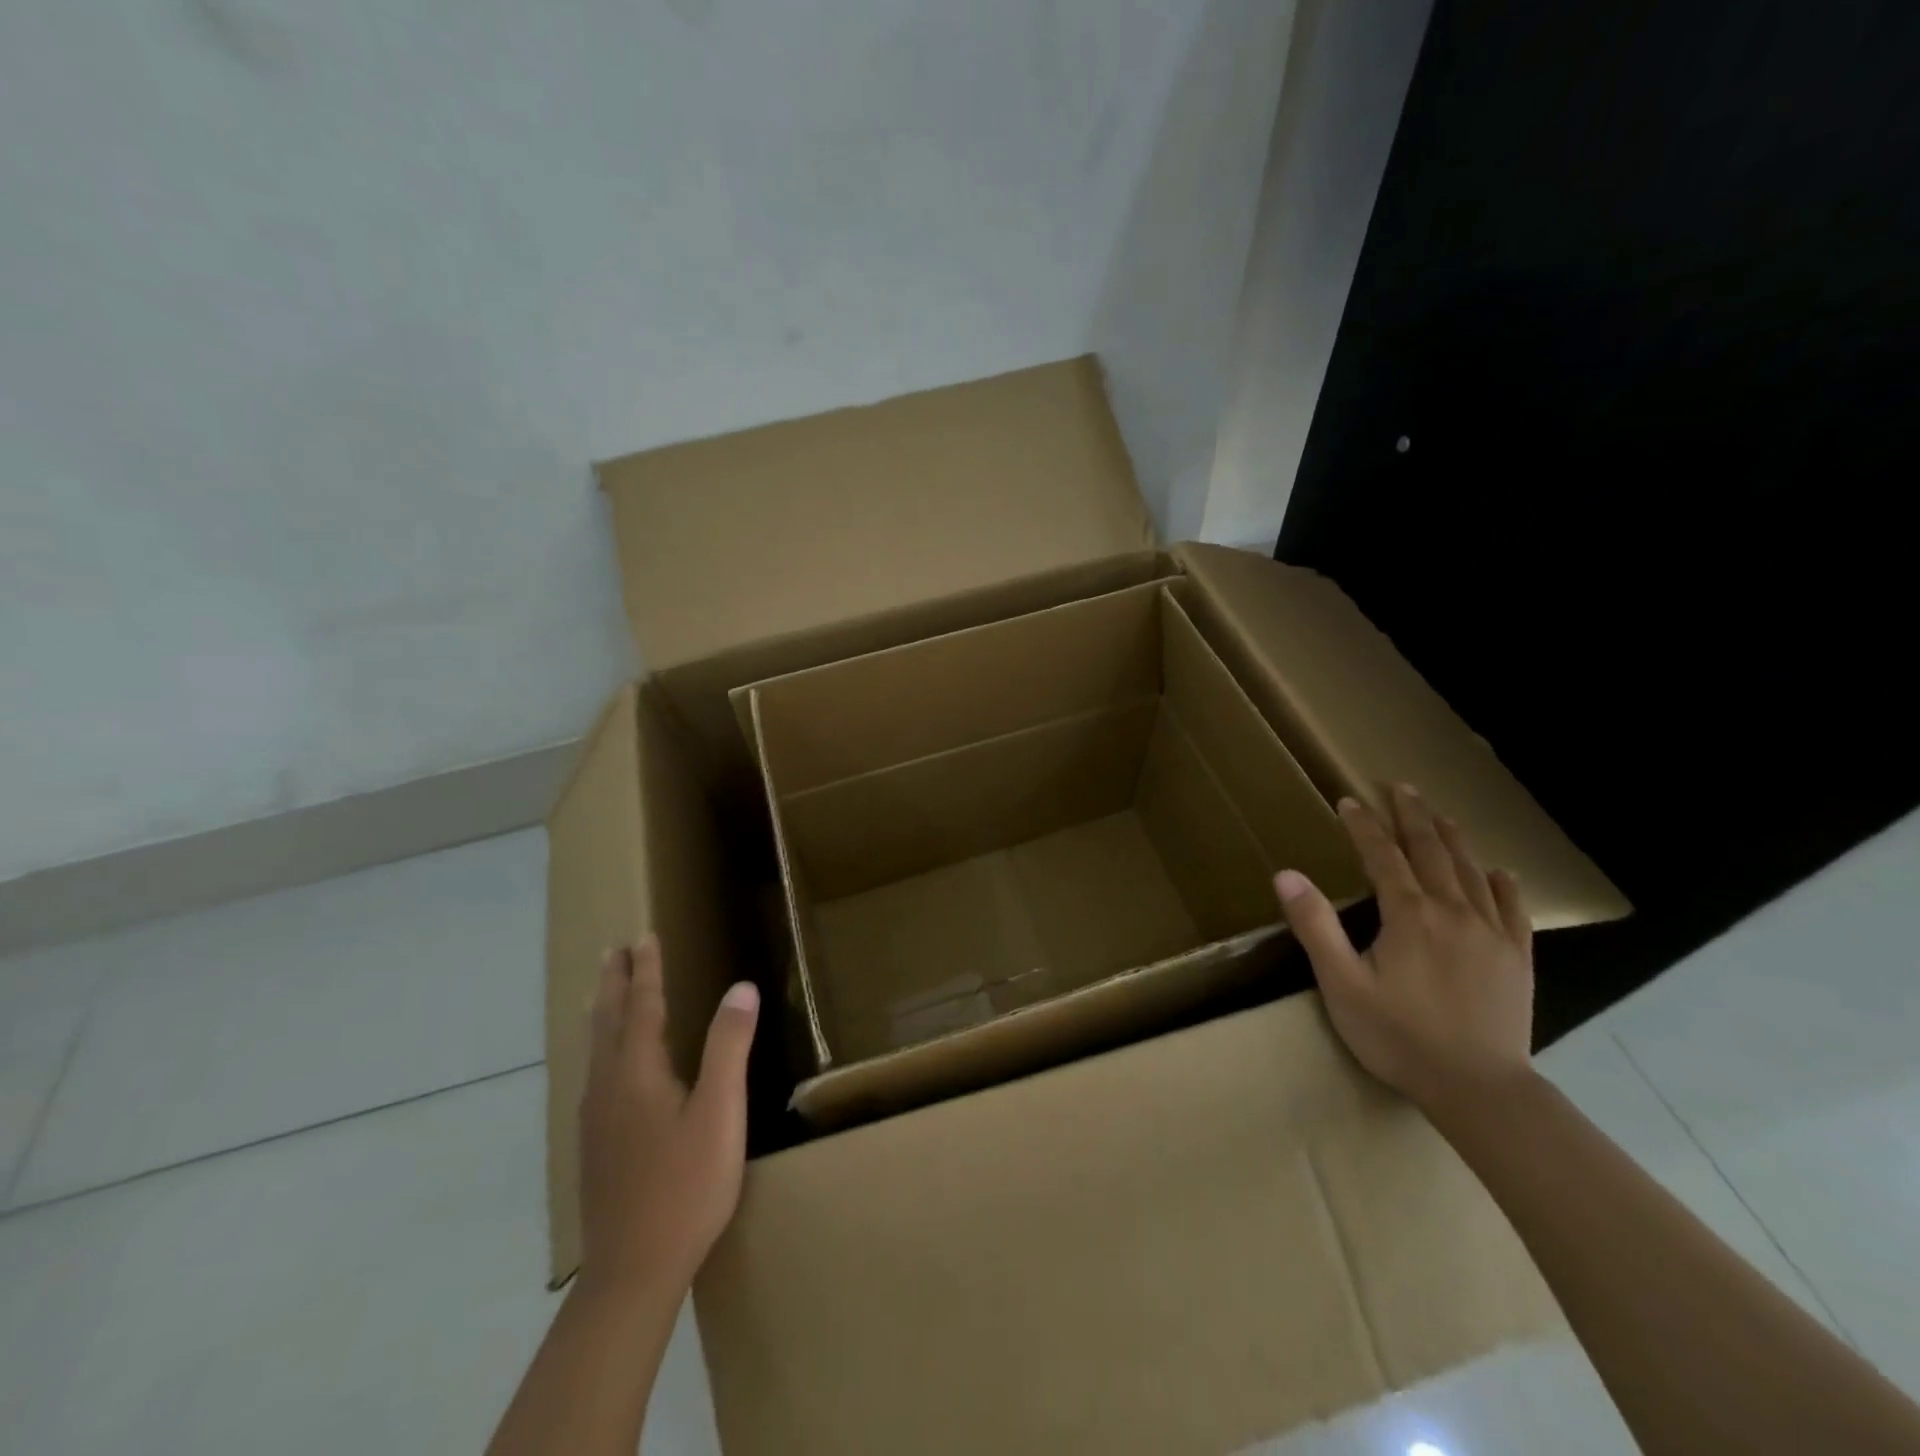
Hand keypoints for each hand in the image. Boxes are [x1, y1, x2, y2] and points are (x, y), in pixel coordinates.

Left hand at [579, 936, 759, 1297]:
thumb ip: (728, 1047)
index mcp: (637, 1074)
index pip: (643, 1007)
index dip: (646, 970)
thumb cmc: (686, 1186)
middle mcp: (608, 1089)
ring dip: (603, 1012)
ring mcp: (596, 1120)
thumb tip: (741, 988)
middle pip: (607, 1023)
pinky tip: (607, 1065)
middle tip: (613, 951)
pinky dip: (601, 1045)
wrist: (632, 1273)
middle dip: (614, 983)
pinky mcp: (595, 1146)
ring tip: (604, 993)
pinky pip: (595, 1074)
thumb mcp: (720, 1112)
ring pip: (596, 1050)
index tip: (643, 936)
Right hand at [1274, 784, 1534, 1113]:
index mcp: (1408, 914)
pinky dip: (1502, 884)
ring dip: (1452, 837)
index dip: (1364, 825)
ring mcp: (1491, 933)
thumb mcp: (1341, 984)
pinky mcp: (1518, 958)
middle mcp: (1452, 911)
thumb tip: (1286, 874)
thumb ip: (1315, 925)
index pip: (1382, 855)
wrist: (1479, 1089)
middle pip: (1431, 851)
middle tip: (1400, 786)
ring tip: (1440, 814)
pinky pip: (1513, 909)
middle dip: (1412, 815)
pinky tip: (1499, 872)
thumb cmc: (1398, 1037)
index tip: (1349, 801)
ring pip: (1471, 871)